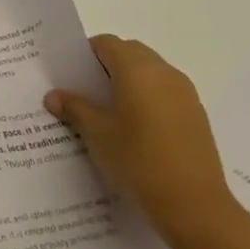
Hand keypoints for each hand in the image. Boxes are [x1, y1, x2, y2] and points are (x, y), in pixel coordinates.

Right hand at [45, 34, 238, 247]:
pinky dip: (149, 97)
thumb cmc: (138, 160)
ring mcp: (184, 92)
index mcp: (136, 69)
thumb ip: (74, 108)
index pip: (106, 43)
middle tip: (88, 92)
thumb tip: (53, 95)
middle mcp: (163, 71)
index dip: (86, 54)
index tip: (72, 75)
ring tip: (112, 113)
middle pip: (130, 52)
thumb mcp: (97, 134)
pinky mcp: (196, 114)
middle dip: (108, 65)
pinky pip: (166, 91)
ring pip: (151, 71)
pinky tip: (138, 130)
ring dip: (130, 81)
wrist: (195, 205)